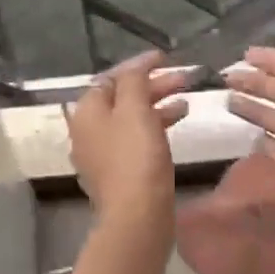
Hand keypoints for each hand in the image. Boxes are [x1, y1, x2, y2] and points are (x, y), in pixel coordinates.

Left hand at [66, 50, 191, 218]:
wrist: (137, 216)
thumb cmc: (135, 157)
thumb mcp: (134, 109)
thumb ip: (133, 80)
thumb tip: (134, 66)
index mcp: (87, 112)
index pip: (110, 77)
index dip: (138, 65)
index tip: (165, 57)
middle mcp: (89, 131)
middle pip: (121, 98)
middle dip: (152, 85)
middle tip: (184, 78)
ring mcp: (103, 154)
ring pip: (131, 118)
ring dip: (158, 104)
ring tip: (187, 100)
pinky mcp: (120, 172)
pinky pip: (137, 139)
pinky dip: (156, 126)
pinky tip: (178, 123)